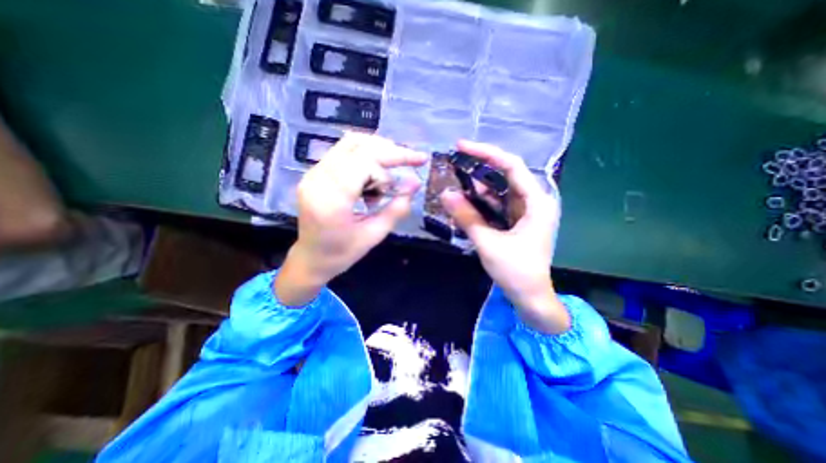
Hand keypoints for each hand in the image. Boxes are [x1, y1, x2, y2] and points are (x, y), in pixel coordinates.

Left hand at [280, 132, 432, 304]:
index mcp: (332, 199)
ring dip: (377, 152)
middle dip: (389, 151)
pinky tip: (373, 178)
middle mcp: (318, 178)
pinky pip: (343, 153)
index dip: (396, 156)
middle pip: (357, 145)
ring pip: (349, 144)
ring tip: (391, 173)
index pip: (366, 160)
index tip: (420, 161)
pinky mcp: (315, 173)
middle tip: (411, 161)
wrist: (310, 258)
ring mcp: (313, 173)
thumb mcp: (374, 235)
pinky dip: (365, 158)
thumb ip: (396, 208)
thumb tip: (416, 183)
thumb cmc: (342, 253)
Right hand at [442, 140, 571, 331]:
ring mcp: (524, 211)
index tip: (462, 146)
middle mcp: (533, 202)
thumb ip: (467, 217)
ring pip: (498, 190)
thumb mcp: (488, 243)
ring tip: (455, 180)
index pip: (511, 166)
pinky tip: (465, 200)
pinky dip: (480, 202)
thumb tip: (445, 194)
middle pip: (505, 175)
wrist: (530, 297)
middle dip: (480, 168)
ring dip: (477, 186)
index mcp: (536, 202)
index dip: (486, 153)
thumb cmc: (516, 272)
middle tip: (454, 162)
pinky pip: (496, 205)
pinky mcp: (515, 221)